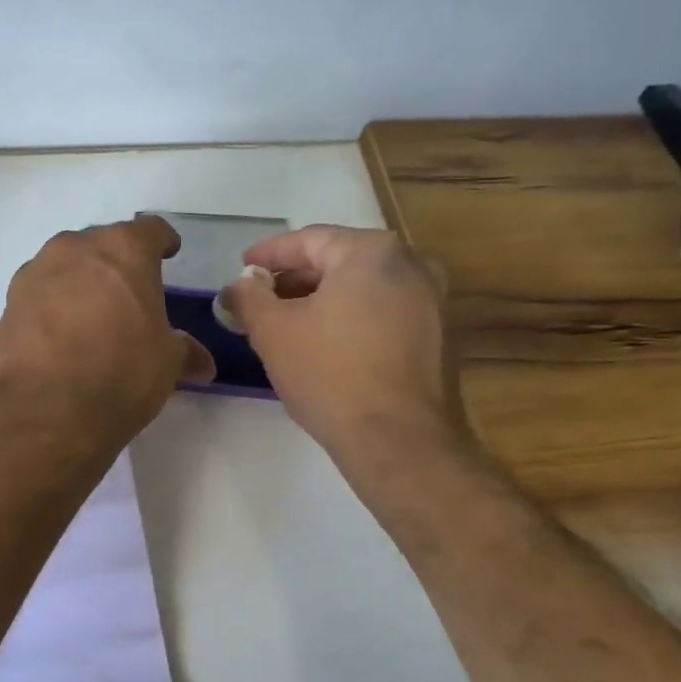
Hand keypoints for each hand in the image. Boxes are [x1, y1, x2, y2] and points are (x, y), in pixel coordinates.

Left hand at [0, 215, 214, 449]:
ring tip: (92, 316)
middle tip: (129, 293)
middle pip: (102, 244)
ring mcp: (35, 273)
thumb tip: (202, 362)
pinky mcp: (8, 303)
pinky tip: (61, 336)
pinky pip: (40, 294)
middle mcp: (75, 249)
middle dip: (117, 263)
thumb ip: (183, 351)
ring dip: (80, 282)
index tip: (167, 255)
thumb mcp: (166, 364)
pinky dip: (53, 306)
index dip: (162, 243)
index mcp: (123, 250)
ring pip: (66, 266)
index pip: (150, 230)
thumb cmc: (120, 373)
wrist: (44, 411)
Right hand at [222, 225, 476, 471]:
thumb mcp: (273, 331)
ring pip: (365, 288)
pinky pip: (386, 313)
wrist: (400, 441)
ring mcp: (433, 301)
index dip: (269, 254)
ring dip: (324, 300)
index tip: (242, 268)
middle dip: (296, 279)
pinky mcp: (441, 336)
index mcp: (372, 251)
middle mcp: (412, 264)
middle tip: (261, 299)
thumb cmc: (331, 374)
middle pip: (340, 261)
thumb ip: (249, 297)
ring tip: (288, 323)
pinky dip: (353, 318)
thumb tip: (239, 285)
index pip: (309, 240)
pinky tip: (327, 344)